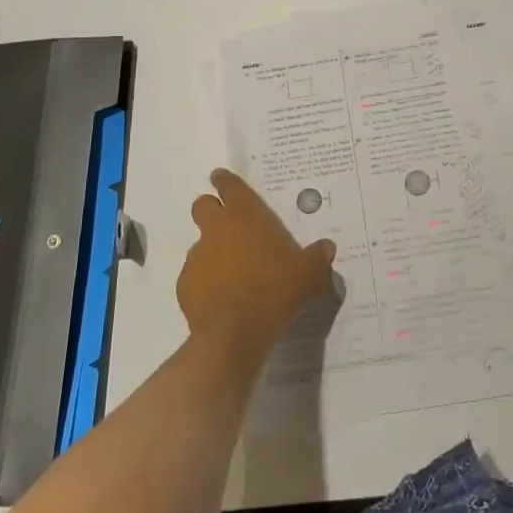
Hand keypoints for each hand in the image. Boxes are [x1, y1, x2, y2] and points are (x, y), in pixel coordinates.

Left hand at [179, 169, 336, 359]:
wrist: (234, 333)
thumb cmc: (274, 290)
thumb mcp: (309, 274)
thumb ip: (318, 258)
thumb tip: (327, 248)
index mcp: (244, 214)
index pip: (229, 185)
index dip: (225, 180)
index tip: (221, 178)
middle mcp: (216, 228)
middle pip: (203, 206)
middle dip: (212, 210)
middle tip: (229, 226)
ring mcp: (197, 256)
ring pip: (200, 243)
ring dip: (212, 251)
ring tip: (232, 273)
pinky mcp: (184, 285)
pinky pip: (195, 277)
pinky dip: (205, 282)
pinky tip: (222, 300)